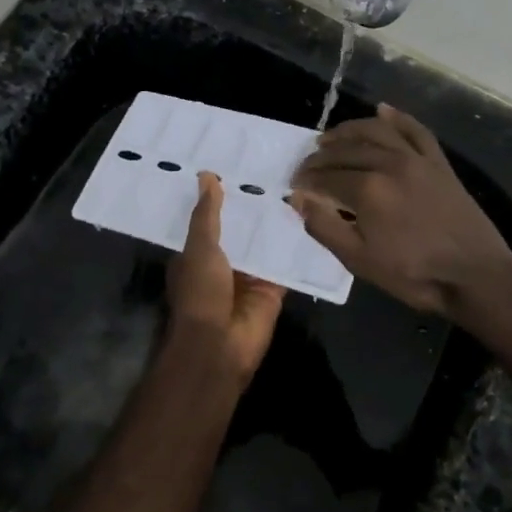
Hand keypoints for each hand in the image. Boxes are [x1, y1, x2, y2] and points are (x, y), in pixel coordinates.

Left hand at [165, 172, 286, 383]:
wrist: (220, 345)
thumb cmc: (200, 293)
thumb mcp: (199, 247)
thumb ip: (207, 214)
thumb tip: (206, 175)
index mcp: (197, 256)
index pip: (210, 221)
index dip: (221, 197)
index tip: (237, 166)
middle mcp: (223, 265)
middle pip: (241, 232)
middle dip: (254, 209)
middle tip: (277, 170)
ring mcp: (249, 279)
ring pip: (265, 247)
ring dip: (277, 226)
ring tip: (298, 186)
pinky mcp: (273, 291)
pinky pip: (287, 266)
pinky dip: (297, 249)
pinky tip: (314, 221)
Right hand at [291, 104, 511, 316]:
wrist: (475, 276)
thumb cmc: (414, 274)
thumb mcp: (359, 261)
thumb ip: (325, 227)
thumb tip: (299, 199)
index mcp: (368, 189)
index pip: (325, 177)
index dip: (306, 180)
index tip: (294, 186)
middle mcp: (390, 164)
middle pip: (346, 150)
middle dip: (321, 156)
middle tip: (306, 166)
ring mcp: (417, 160)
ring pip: (377, 132)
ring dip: (349, 130)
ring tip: (331, 138)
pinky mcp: (439, 163)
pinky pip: (416, 131)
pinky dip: (397, 118)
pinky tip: (381, 110)